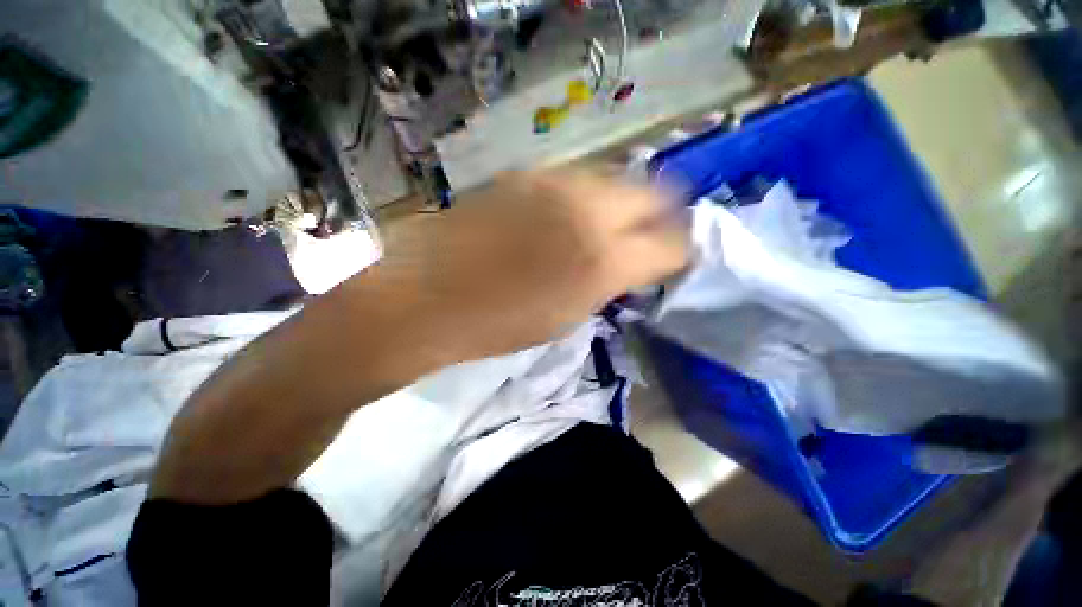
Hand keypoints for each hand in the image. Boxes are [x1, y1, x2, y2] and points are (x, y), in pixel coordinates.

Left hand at [379, 169, 688, 360]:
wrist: (427, 298)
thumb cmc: (499, 324)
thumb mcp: (568, 316)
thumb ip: (609, 281)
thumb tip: (633, 260)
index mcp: (601, 260)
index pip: (672, 242)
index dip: (680, 250)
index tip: (674, 257)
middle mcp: (587, 209)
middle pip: (653, 193)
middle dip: (660, 214)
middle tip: (647, 235)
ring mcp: (553, 182)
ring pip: (613, 178)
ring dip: (621, 201)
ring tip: (605, 224)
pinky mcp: (524, 173)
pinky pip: (574, 178)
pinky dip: (584, 195)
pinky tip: (566, 214)